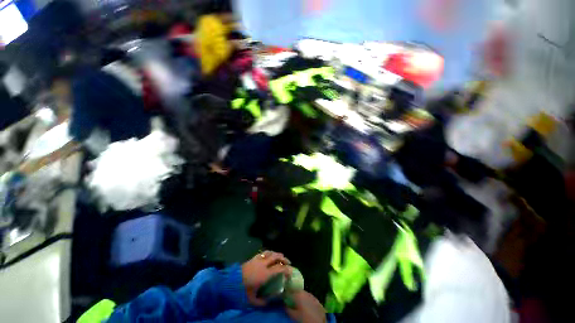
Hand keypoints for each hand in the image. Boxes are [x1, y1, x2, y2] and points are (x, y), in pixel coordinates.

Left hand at [242, 251, 291, 305]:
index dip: (286, 269)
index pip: (279, 269)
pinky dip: (269, 252)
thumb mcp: (253, 300)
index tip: (291, 271)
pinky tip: (270, 254)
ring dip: (277, 254)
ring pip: (270, 252)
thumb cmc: (243, 291)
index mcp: (265, 274)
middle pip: (276, 257)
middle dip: (284, 258)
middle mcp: (264, 264)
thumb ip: (263, 301)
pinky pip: (263, 252)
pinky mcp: (253, 257)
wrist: (231, 282)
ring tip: (281, 256)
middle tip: (288, 262)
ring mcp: (258, 259)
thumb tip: (269, 301)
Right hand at [285, 291, 326, 322]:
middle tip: (289, 299)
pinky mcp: (316, 299)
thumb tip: (283, 304)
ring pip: (303, 293)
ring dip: (299, 296)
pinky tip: (304, 305)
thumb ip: (287, 309)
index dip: (285, 293)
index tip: (283, 296)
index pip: (289, 291)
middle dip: (293, 294)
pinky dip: (305, 299)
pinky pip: (308, 297)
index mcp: (298, 294)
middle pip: (297, 291)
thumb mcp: (294, 316)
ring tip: (296, 302)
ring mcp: (311, 295)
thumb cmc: (305, 319)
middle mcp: (305, 292)